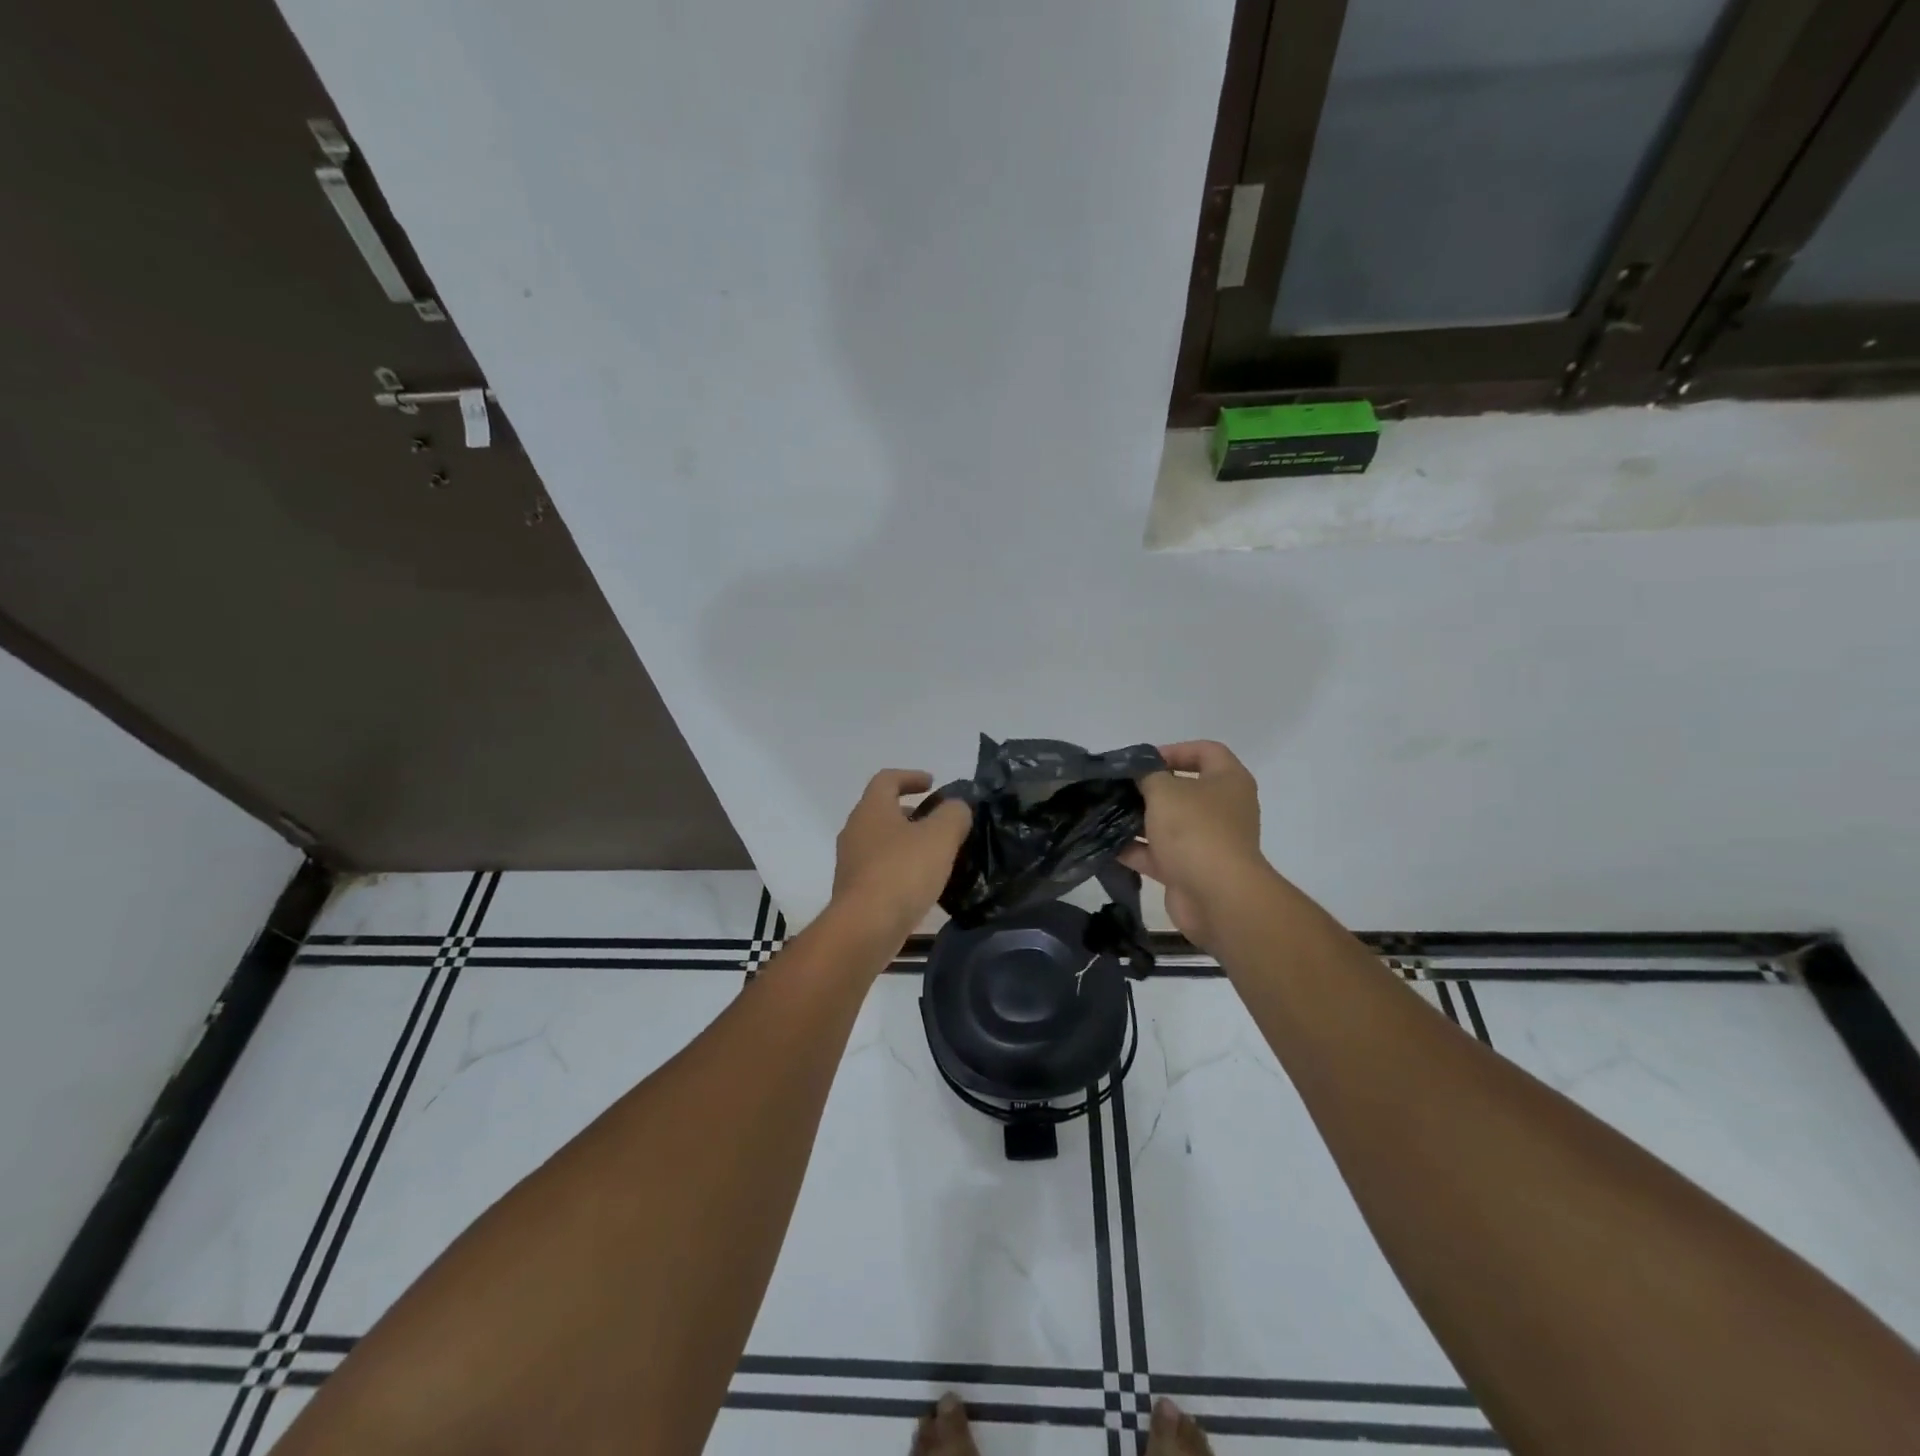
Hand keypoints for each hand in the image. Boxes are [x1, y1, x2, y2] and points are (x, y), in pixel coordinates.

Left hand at [830, 770, 971, 942]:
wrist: (865, 928)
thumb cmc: (902, 872)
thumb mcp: (941, 836)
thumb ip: (954, 814)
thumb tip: (955, 808)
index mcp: (872, 809)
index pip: (887, 779)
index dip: (911, 776)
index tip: (932, 783)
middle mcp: (855, 830)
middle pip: (882, 810)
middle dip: (910, 812)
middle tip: (937, 821)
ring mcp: (851, 862)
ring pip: (881, 841)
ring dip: (906, 842)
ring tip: (934, 854)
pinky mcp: (854, 891)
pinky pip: (879, 868)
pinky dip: (899, 867)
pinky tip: (920, 884)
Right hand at [1120, 741, 1266, 953]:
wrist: (1216, 897)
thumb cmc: (1195, 830)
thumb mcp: (1164, 791)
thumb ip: (1147, 774)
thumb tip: (1138, 772)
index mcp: (1228, 781)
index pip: (1206, 751)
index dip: (1174, 750)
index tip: (1143, 760)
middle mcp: (1222, 809)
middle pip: (1184, 789)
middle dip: (1149, 788)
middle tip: (1118, 786)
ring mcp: (1207, 841)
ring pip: (1168, 823)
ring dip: (1139, 820)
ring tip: (1106, 813)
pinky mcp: (1190, 870)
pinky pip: (1159, 854)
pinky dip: (1136, 850)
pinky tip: (1106, 844)